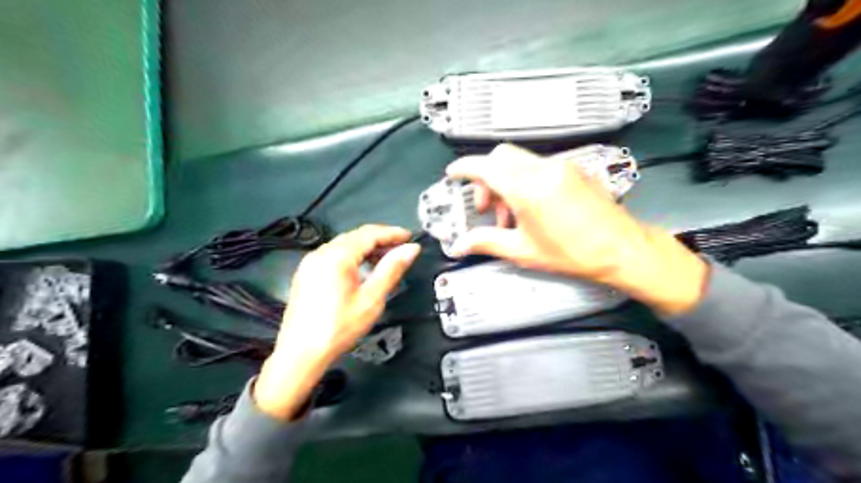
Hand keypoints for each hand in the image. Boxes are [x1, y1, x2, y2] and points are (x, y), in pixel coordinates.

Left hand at [252, 225, 420, 417]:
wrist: (300, 353)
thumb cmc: (340, 327)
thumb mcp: (371, 299)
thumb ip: (392, 270)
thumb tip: (411, 249)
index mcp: (336, 256)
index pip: (369, 234)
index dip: (392, 233)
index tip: (410, 237)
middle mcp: (320, 253)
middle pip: (355, 236)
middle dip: (380, 239)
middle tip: (401, 248)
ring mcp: (310, 262)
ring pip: (344, 244)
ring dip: (366, 247)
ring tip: (386, 259)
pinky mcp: (306, 273)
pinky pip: (333, 254)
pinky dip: (352, 256)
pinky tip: (362, 268)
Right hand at [444, 144, 705, 316]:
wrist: (622, 249)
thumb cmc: (575, 253)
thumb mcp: (523, 251)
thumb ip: (486, 242)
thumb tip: (461, 245)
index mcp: (527, 188)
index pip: (485, 166)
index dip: (464, 168)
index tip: (454, 174)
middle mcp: (543, 170)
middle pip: (501, 157)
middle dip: (486, 179)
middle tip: (486, 207)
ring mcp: (560, 167)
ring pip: (519, 162)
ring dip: (506, 182)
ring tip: (509, 215)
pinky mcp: (573, 171)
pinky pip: (538, 167)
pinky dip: (524, 181)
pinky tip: (530, 208)